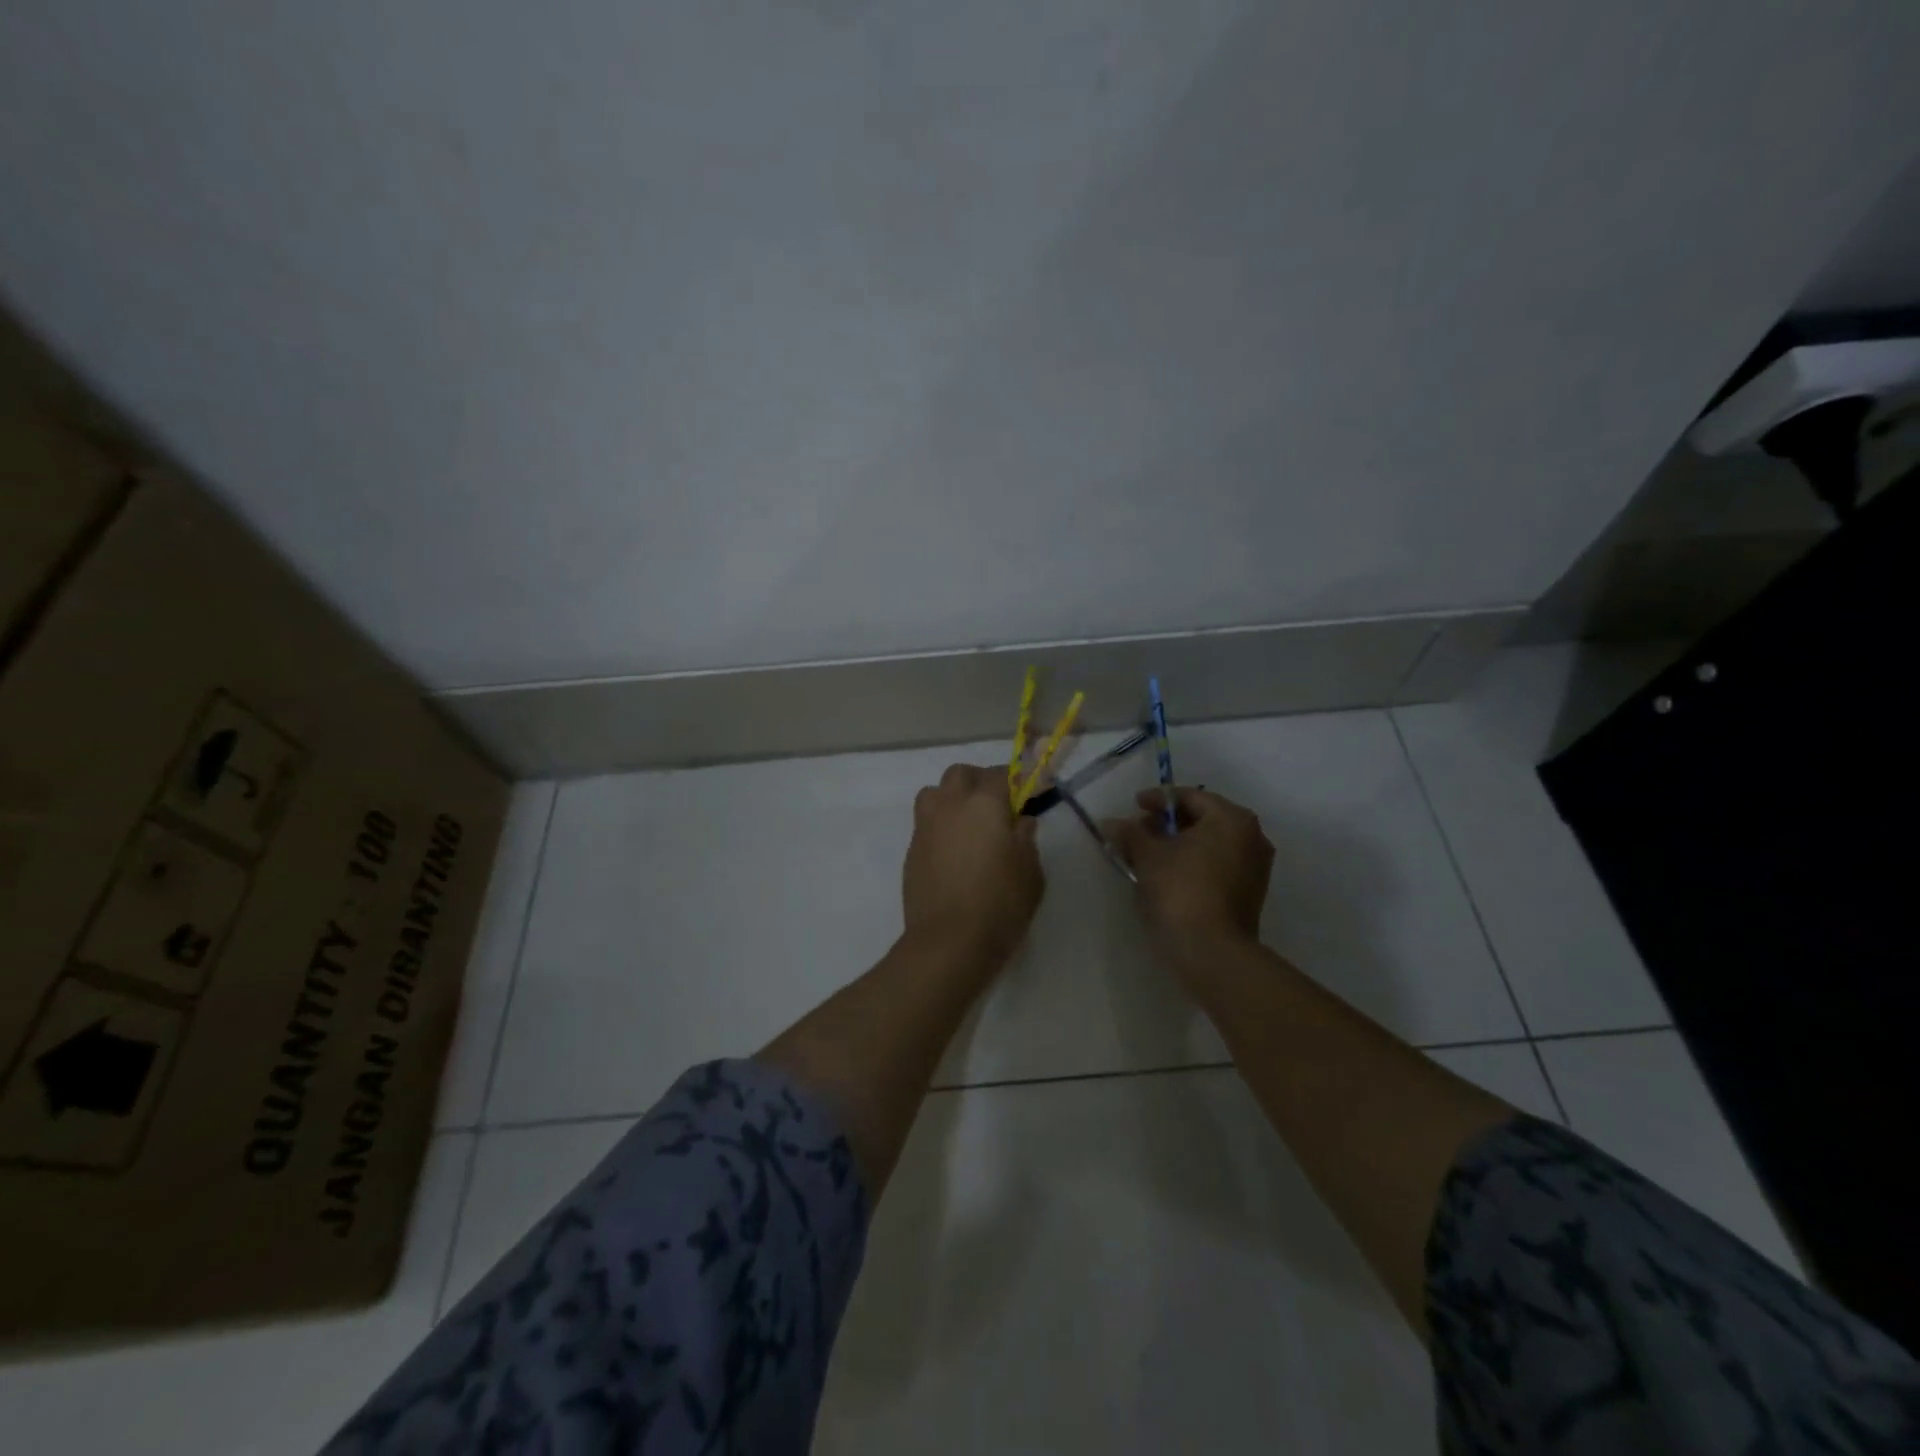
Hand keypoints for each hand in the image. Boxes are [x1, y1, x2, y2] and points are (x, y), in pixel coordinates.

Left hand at [903, 764, 1044, 965]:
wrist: (948, 942)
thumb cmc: (1000, 905)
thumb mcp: (1030, 873)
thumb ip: (1026, 839)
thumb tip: (1020, 822)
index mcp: (984, 804)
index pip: (1001, 775)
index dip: (1017, 779)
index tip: (1030, 790)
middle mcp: (951, 806)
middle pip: (960, 774)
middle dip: (979, 780)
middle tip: (997, 803)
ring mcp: (926, 827)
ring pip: (934, 793)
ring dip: (951, 798)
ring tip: (968, 823)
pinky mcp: (911, 851)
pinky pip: (925, 823)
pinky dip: (940, 825)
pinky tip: (954, 850)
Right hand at [1105, 785, 1272, 964]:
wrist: (1211, 951)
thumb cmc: (1181, 891)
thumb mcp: (1148, 856)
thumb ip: (1130, 833)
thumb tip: (1110, 823)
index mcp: (1231, 819)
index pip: (1191, 796)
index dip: (1157, 799)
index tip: (1133, 806)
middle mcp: (1251, 836)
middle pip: (1203, 818)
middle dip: (1168, 823)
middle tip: (1138, 831)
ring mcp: (1255, 867)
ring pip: (1210, 843)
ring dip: (1179, 844)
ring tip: (1147, 854)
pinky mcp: (1250, 892)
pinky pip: (1217, 864)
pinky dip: (1193, 862)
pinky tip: (1167, 873)